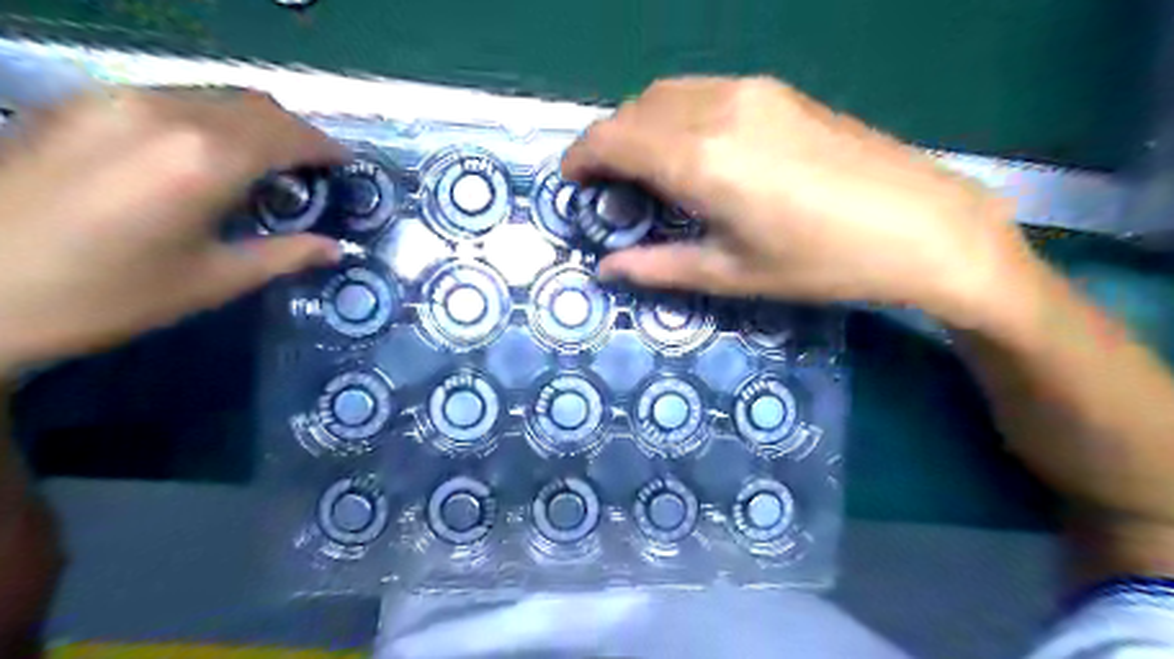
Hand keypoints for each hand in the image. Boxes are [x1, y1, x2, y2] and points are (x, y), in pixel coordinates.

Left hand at [0, 89, 344, 371]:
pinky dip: (210, 119)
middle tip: (314, 169)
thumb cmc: (107, 294)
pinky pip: (171, 98)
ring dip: (255, 124)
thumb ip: (284, 256)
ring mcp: (116, 100)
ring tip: (267, 164)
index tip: (347, 165)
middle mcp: (167, 112)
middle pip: (257, 105)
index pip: (290, 134)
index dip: (327, 148)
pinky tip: (206, 156)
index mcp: (207, 158)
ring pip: (214, 96)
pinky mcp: (80, 103)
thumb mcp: (212, 281)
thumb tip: (334, 249)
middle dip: (296, 133)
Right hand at [563, 77, 1039, 327]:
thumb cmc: (819, 262)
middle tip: (607, 184)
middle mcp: (716, 110)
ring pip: (666, 94)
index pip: (614, 139)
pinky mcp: (776, 90)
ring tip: (644, 169)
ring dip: (640, 125)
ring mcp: (751, 91)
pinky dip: (674, 115)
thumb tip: (607, 268)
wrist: (919, 224)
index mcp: (699, 160)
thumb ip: (658, 267)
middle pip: (635, 110)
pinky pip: (701, 91)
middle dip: (608, 142)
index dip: (582, 156)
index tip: (572, 180)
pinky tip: (690, 149)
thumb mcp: (730, 274)